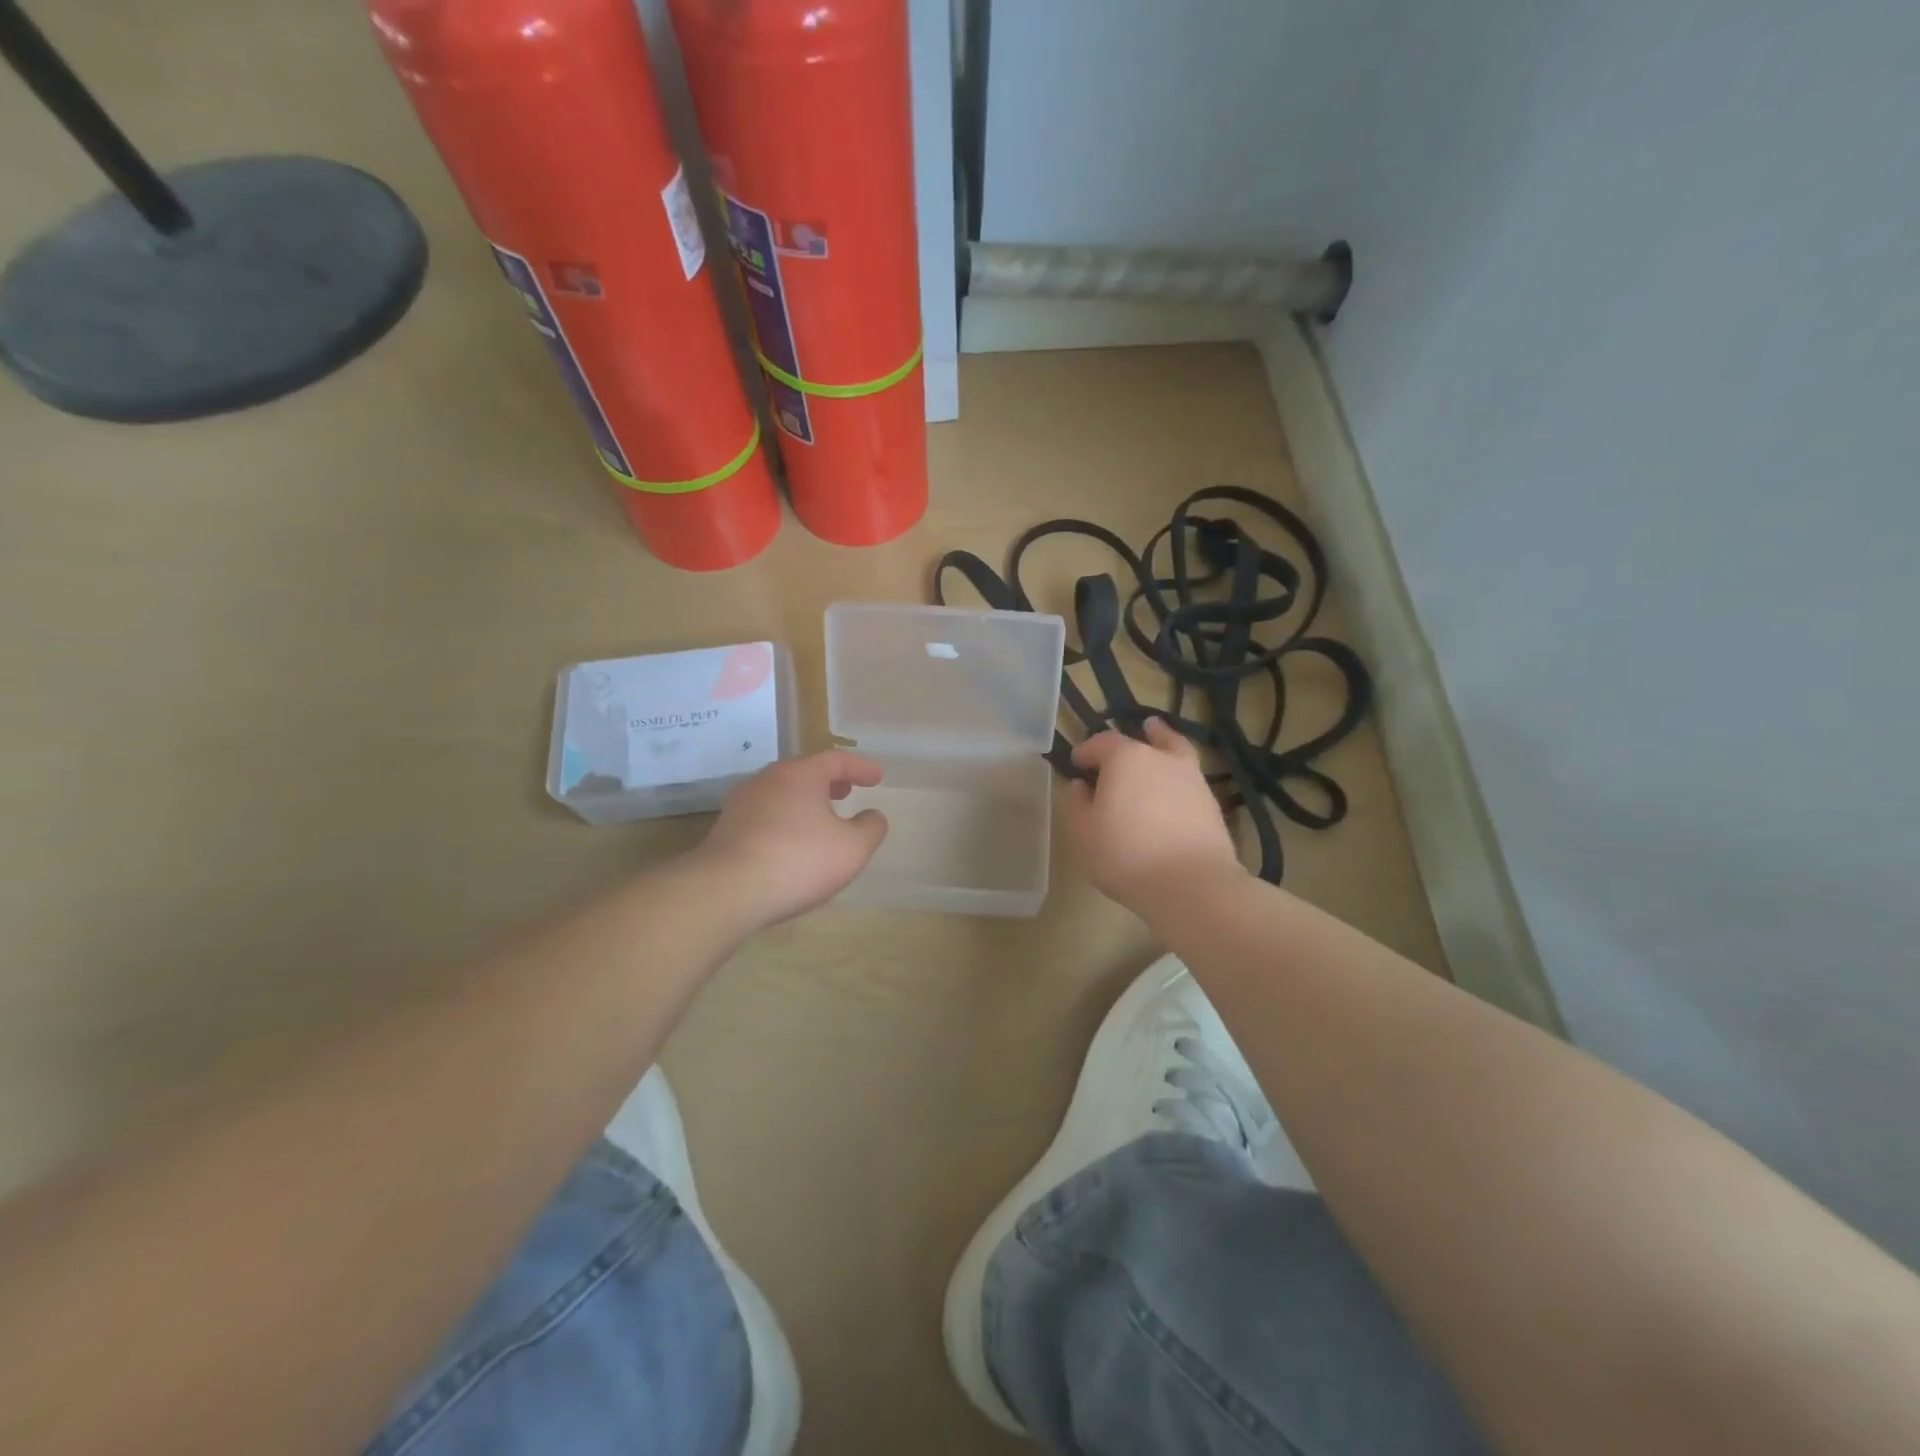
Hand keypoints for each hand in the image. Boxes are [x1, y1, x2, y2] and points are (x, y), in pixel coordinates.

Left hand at [696, 750, 888, 928]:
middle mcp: (768, 780)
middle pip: (804, 773)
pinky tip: (792, 844)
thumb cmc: (798, 860)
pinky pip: (765, 816)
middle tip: (847, 791)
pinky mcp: (726, 830)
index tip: (877, 778)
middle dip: (829, 781)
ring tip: (821, 820)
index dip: (860, 767)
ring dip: (805, 802)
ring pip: (782, 794)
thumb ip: (870, 829)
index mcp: (800, 775)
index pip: (836, 760)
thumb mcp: (851, 849)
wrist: (726, 890)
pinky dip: (785, 820)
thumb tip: (873, 816)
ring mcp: (742, 804)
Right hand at [1064, 718, 1243, 910]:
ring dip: (1161, 743)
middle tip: (1113, 755)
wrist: (1191, 884)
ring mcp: (1191, 778)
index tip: (1076, 764)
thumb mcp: (1083, 832)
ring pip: (1173, 751)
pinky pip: (1188, 779)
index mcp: (1125, 758)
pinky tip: (1172, 787)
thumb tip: (1080, 786)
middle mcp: (1161, 758)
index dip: (1086, 751)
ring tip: (1156, 737)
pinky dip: (1177, 776)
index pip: (1101, 742)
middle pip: (1142, 740)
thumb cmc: (1125, 854)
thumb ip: (1077, 804)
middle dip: (1124, 746)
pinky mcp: (1210, 803)